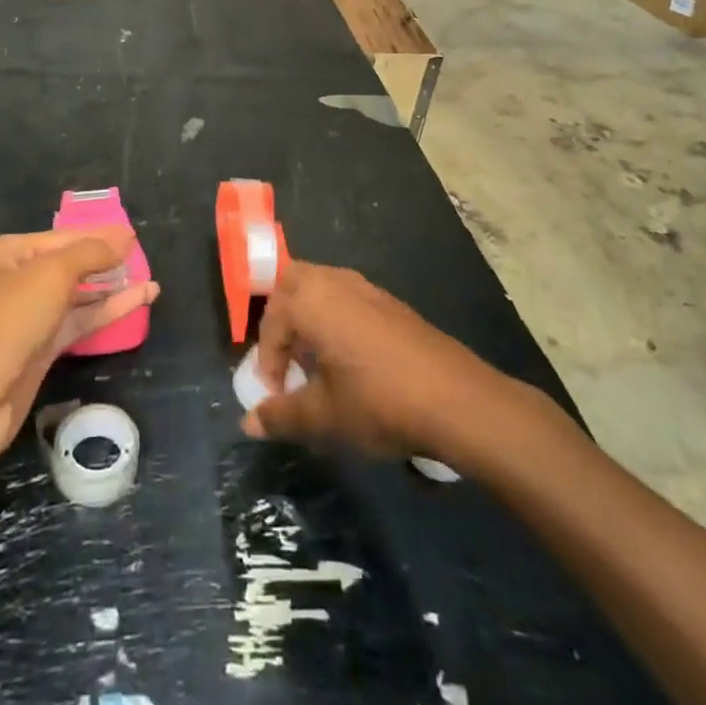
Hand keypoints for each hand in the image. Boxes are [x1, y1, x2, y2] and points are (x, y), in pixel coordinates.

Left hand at [0, 228, 158, 468]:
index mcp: (6, 254)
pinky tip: (137, 304)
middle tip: (144, 257)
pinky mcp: (36, 352)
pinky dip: (105, 313)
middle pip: (68, 265)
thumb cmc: (0, 324)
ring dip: (111, 289)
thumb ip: (90, 254)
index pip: (63, 237)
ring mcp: (24, 319)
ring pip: (76, 297)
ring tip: (151, 282)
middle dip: (105, 261)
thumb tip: (124, 237)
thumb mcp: (49, 276)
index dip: (100, 236)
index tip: (135, 236)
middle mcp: (13, 281)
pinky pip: (77, 324)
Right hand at [240, 261, 512, 465]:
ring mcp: (367, 288)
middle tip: (287, 360)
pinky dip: (336, 321)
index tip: (275, 396)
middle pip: (292, 285)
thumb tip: (249, 423)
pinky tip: (351, 363)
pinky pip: (348, 300)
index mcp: (310, 299)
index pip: (271, 323)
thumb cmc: (378, 401)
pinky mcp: (392, 303)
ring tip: (316, 364)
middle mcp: (335, 281)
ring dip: (309, 318)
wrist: (457, 400)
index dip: (267, 362)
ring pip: (322, 288)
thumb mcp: (323, 416)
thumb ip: (281, 415)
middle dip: (281, 319)